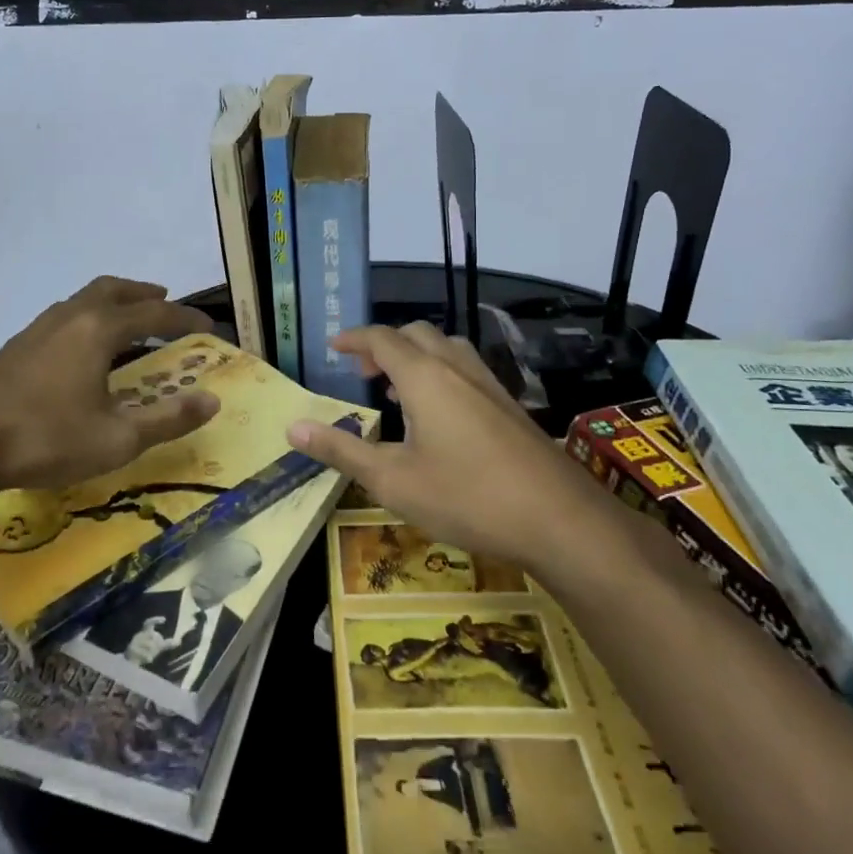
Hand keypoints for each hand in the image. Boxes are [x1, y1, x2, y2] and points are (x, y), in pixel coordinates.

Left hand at [0, 277, 218, 493]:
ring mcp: (36, 330)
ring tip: (125, 322)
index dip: (185, 318)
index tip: (209, 326)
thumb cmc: (47, 439)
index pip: (154, 313)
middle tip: (163, 300)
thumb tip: (212, 400)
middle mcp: (69, 317)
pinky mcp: (13, 348)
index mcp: (98, 330)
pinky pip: (61, 320)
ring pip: (81, 300)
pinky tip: (79, 353)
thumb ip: (168, 419)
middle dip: (143, 293)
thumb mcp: (117, 438)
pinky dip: (84, 321)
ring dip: (110, 303)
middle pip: (113, 289)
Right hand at [127, 616, 170, 664]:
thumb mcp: (157, 647)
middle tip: (157, 649)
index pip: (149, 623)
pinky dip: (147, 657)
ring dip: (151, 651)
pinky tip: (149, 660)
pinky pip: (142, 653)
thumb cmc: (146, 651)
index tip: (164, 619)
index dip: (156, 620)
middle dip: (155, 643)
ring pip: (147, 644)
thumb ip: (168, 644)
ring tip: (151, 657)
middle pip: (150, 634)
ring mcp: (133, 643)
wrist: (131, 662)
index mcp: (145, 632)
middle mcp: (138, 635)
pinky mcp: (130, 651)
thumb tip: (179, 641)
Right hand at [285, 322, 585, 571]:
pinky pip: (465, 369)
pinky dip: (440, 373)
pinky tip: (439, 415)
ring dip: (415, 356)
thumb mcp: (393, 480)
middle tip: (362, 371)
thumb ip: (341, 450)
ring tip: (395, 389)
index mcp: (424, 377)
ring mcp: (489, 384)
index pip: (382, 339)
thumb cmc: (466, 497)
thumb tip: (292, 427)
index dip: (354, 338)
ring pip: (446, 348)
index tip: (333, 346)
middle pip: (416, 334)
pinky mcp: (509, 405)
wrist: (559, 519)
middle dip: (384, 344)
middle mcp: (456, 368)